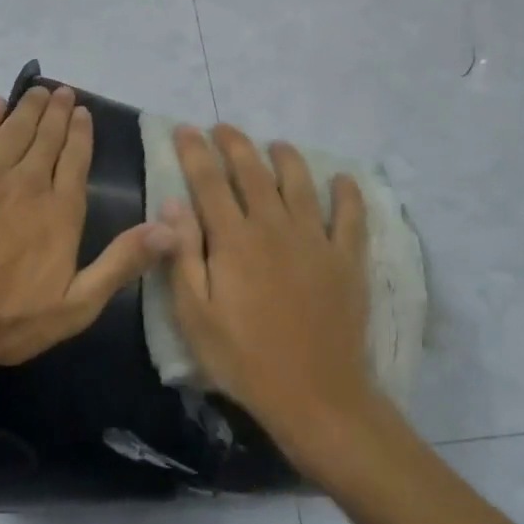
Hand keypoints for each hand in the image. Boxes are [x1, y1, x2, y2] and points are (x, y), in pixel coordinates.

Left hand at [0, 85, 173, 389]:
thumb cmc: (10, 319)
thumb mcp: (77, 305)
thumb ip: (121, 263)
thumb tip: (169, 229)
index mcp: (60, 212)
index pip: (75, 160)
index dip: (81, 133)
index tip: (84, 112)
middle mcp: (27, 184)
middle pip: (45, 138)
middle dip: (57, 113)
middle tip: (64, 92)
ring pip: (13, 131)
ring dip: (28, 108)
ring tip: (38, 91)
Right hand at [156, 123, 374, 465]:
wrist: (315, 395)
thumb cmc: (243, 359)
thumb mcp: (195, 316)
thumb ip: (183, 256)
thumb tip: (172, 205)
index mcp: (233, 240)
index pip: (209, 182)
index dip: (195, 152)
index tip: (185, 129)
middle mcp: (274, 227)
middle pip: (253, 172)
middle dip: (235, 144)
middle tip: (223, 128)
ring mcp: (315, 240)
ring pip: (300, 183)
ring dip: (286, 158)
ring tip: (276, 145)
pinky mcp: (346, 259)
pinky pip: (351, 216)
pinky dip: (347, 194)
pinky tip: (342, 179)